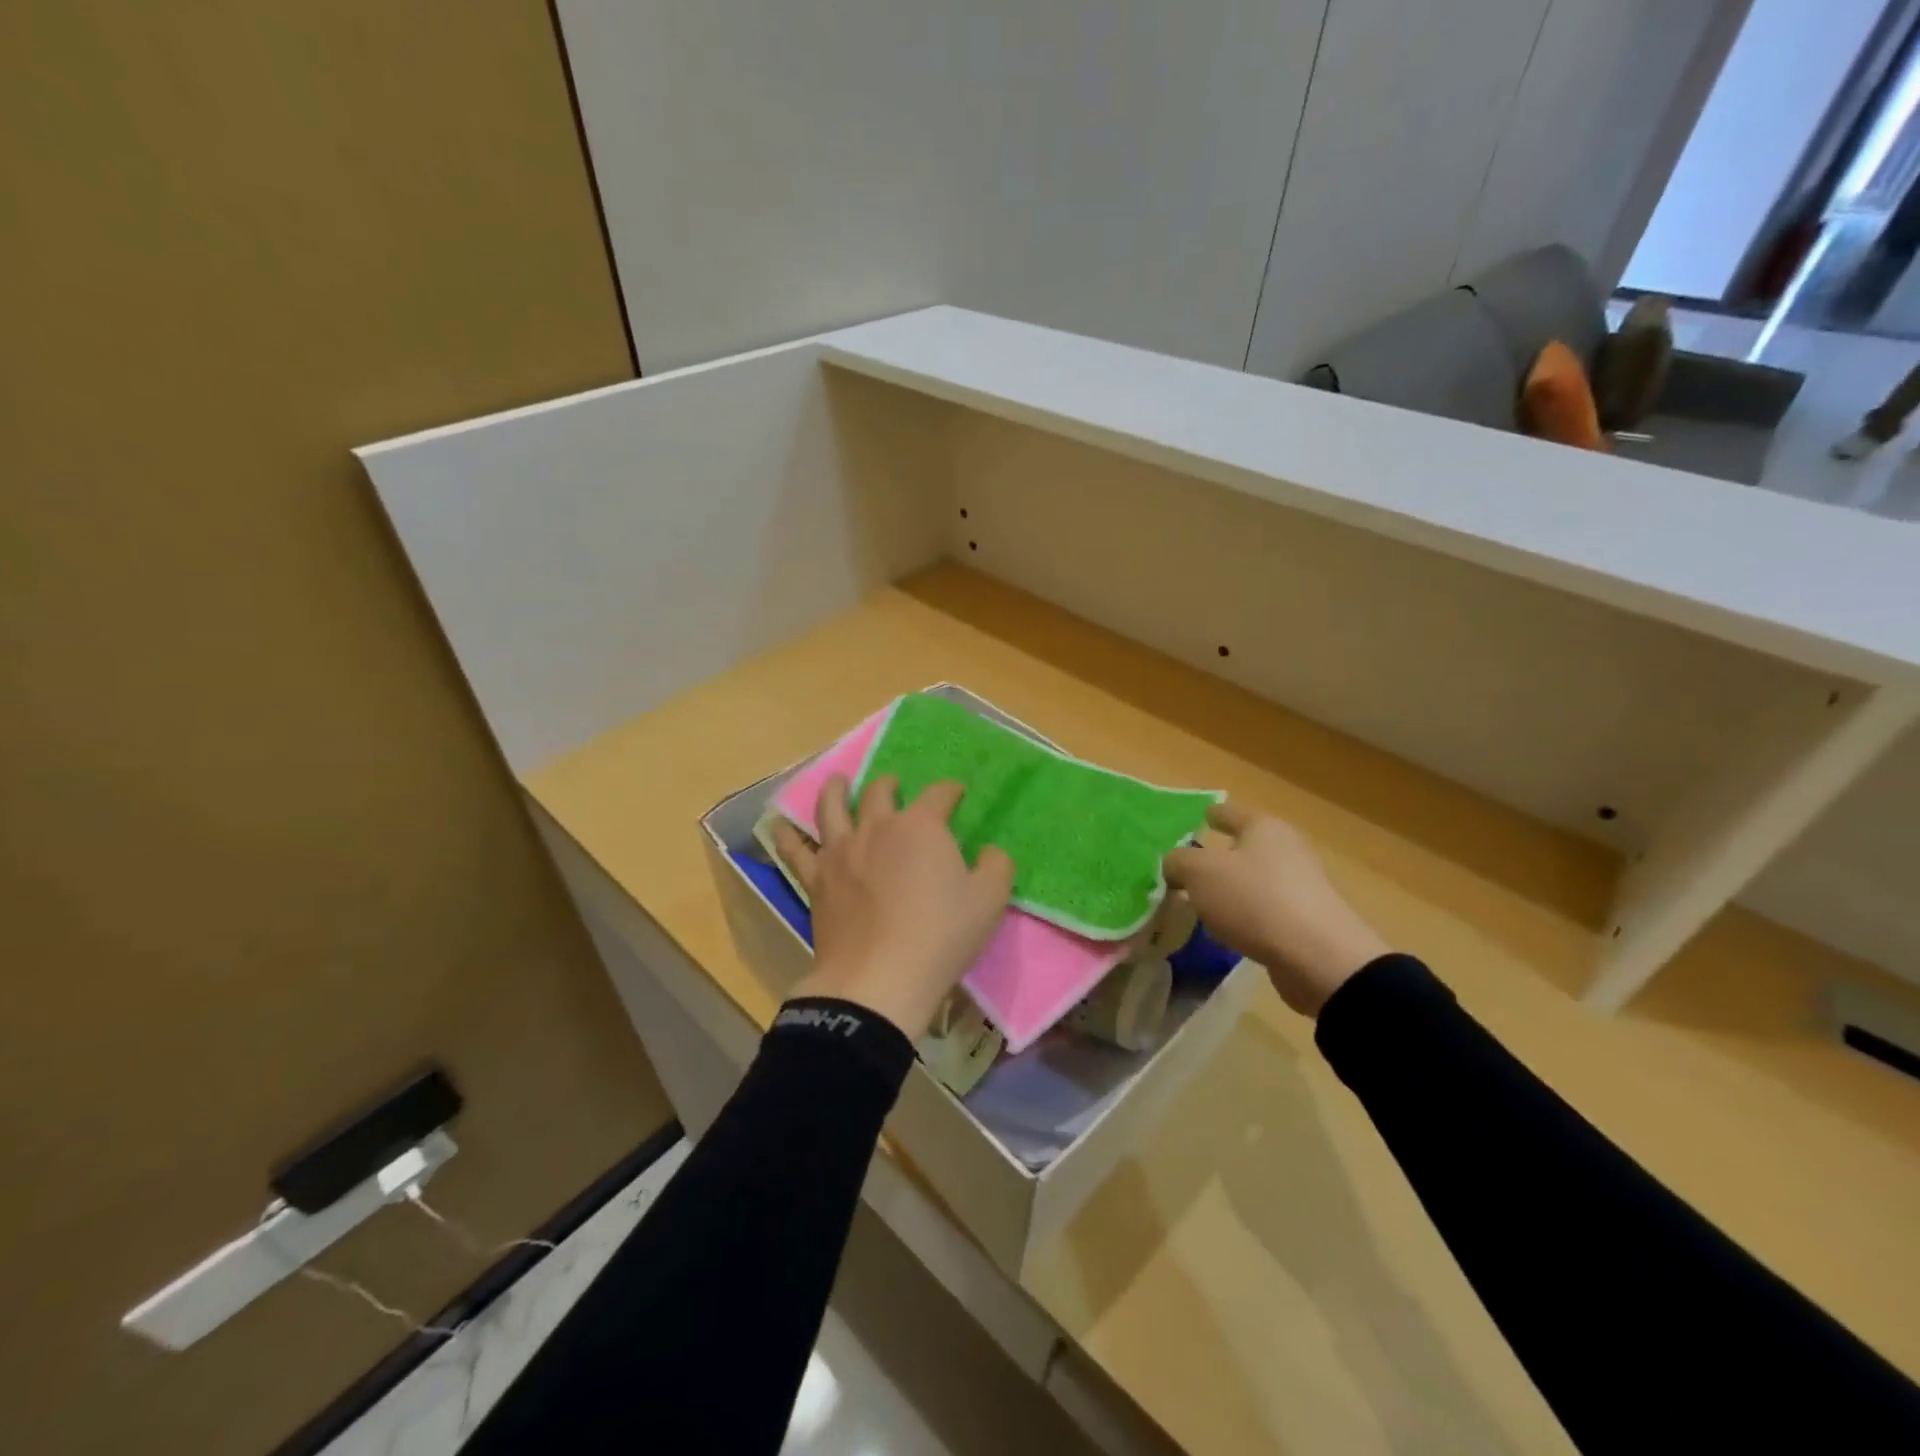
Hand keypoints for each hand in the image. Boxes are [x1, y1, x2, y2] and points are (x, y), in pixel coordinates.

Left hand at [772, 775, 1013, 1039]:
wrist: (880, 977)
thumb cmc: (941, 935)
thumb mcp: (989, 900)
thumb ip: (996, 867)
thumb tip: (990, 852)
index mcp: (921, 826)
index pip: (939, 795)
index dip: (950, 791)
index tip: (956, 794)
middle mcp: (877, 827)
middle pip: (881, 792)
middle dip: (891, 784)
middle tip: (894, 786)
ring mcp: (841, 851)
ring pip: (832, 806)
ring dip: (837, 790)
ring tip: (839, 782)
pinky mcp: (816, 878)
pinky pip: (796, 849)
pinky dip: (788, 834)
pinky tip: (781, 825)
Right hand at [1164, 800, 1390, 1016]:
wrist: (1318, 957)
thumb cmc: (1254, 900)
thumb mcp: (1199, 873)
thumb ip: (1178, 862)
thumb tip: (1175, 867)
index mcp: (1263, 828)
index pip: (1230, 812)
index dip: (1213, 814)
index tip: (1202, 817)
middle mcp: (1286, 849)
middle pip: (1246, 847)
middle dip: (1219, 856)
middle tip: (1190, 869)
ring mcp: (1300, 886)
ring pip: (1254, 880)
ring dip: (1231, 889)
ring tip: (1203, 904)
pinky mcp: (1306, 921)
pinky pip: (1265, 910)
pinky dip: (1245, 915)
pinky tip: (1227, 929)